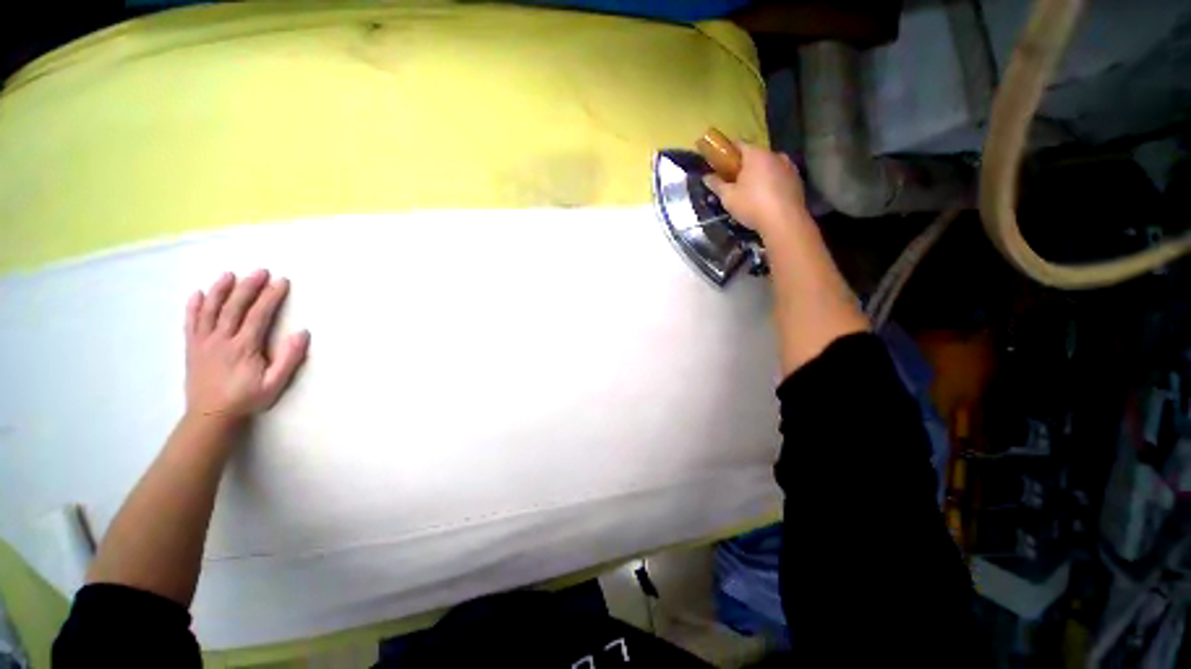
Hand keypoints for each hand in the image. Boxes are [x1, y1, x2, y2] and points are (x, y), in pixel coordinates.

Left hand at [184, 270, 309, 423]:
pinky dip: (194, 306)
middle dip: (248, 287)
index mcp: (244, 347)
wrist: (210, 416)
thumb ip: (289, 358)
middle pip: (235, 307)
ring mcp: (203, 341)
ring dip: (220, 290)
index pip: (259, 315)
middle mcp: (221, 339)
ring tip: (229, 274)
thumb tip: (302, 333)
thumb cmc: (246, 399)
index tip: (281, 282)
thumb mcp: (275, 383)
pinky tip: (199, 293)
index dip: (270, 296)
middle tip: (260, 271)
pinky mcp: (192, 347)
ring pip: (210, 310)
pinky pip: (191, 322)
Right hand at [703, 143, 810, 238]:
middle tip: (733, 182)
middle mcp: (775, 155)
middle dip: (743, 167)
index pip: (738, 145)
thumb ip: (717, 184)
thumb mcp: (728, 197)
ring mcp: (789, 166)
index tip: (719, 164)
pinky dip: (771, 183)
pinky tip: (765, 198)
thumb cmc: (752, 205)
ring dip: (758, 175)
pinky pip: (779, 177)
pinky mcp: (797, 180)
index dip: (727, 153)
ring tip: (750, 192)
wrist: (784, 221)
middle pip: (755, 156)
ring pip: (768, 166)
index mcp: (756, 154)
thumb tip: (706, 177)